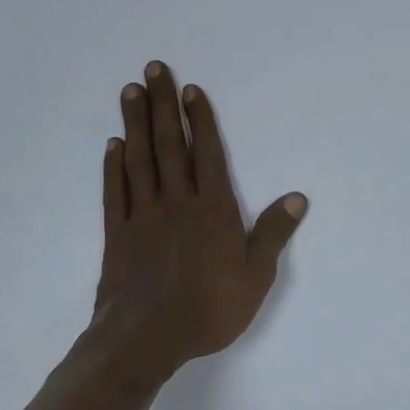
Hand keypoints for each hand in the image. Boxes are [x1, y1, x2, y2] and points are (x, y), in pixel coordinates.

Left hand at [83, 61, 305, 384]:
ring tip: (131, 92)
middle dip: (163, 106)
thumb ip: (273, 233)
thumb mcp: (255, 276)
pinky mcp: (117, 234)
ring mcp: (143, 216)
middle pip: (170, 145)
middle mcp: (176, 203)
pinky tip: (113, 146)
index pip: (208, 155)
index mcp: (212, 210)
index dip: (201, 120)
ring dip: (136, 124)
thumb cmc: (209, 309)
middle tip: (154, 69)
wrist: (146, 340)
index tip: (191, 89)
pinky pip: (115, 192)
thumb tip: (297, 197)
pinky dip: (113, 166)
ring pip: (139, 160)